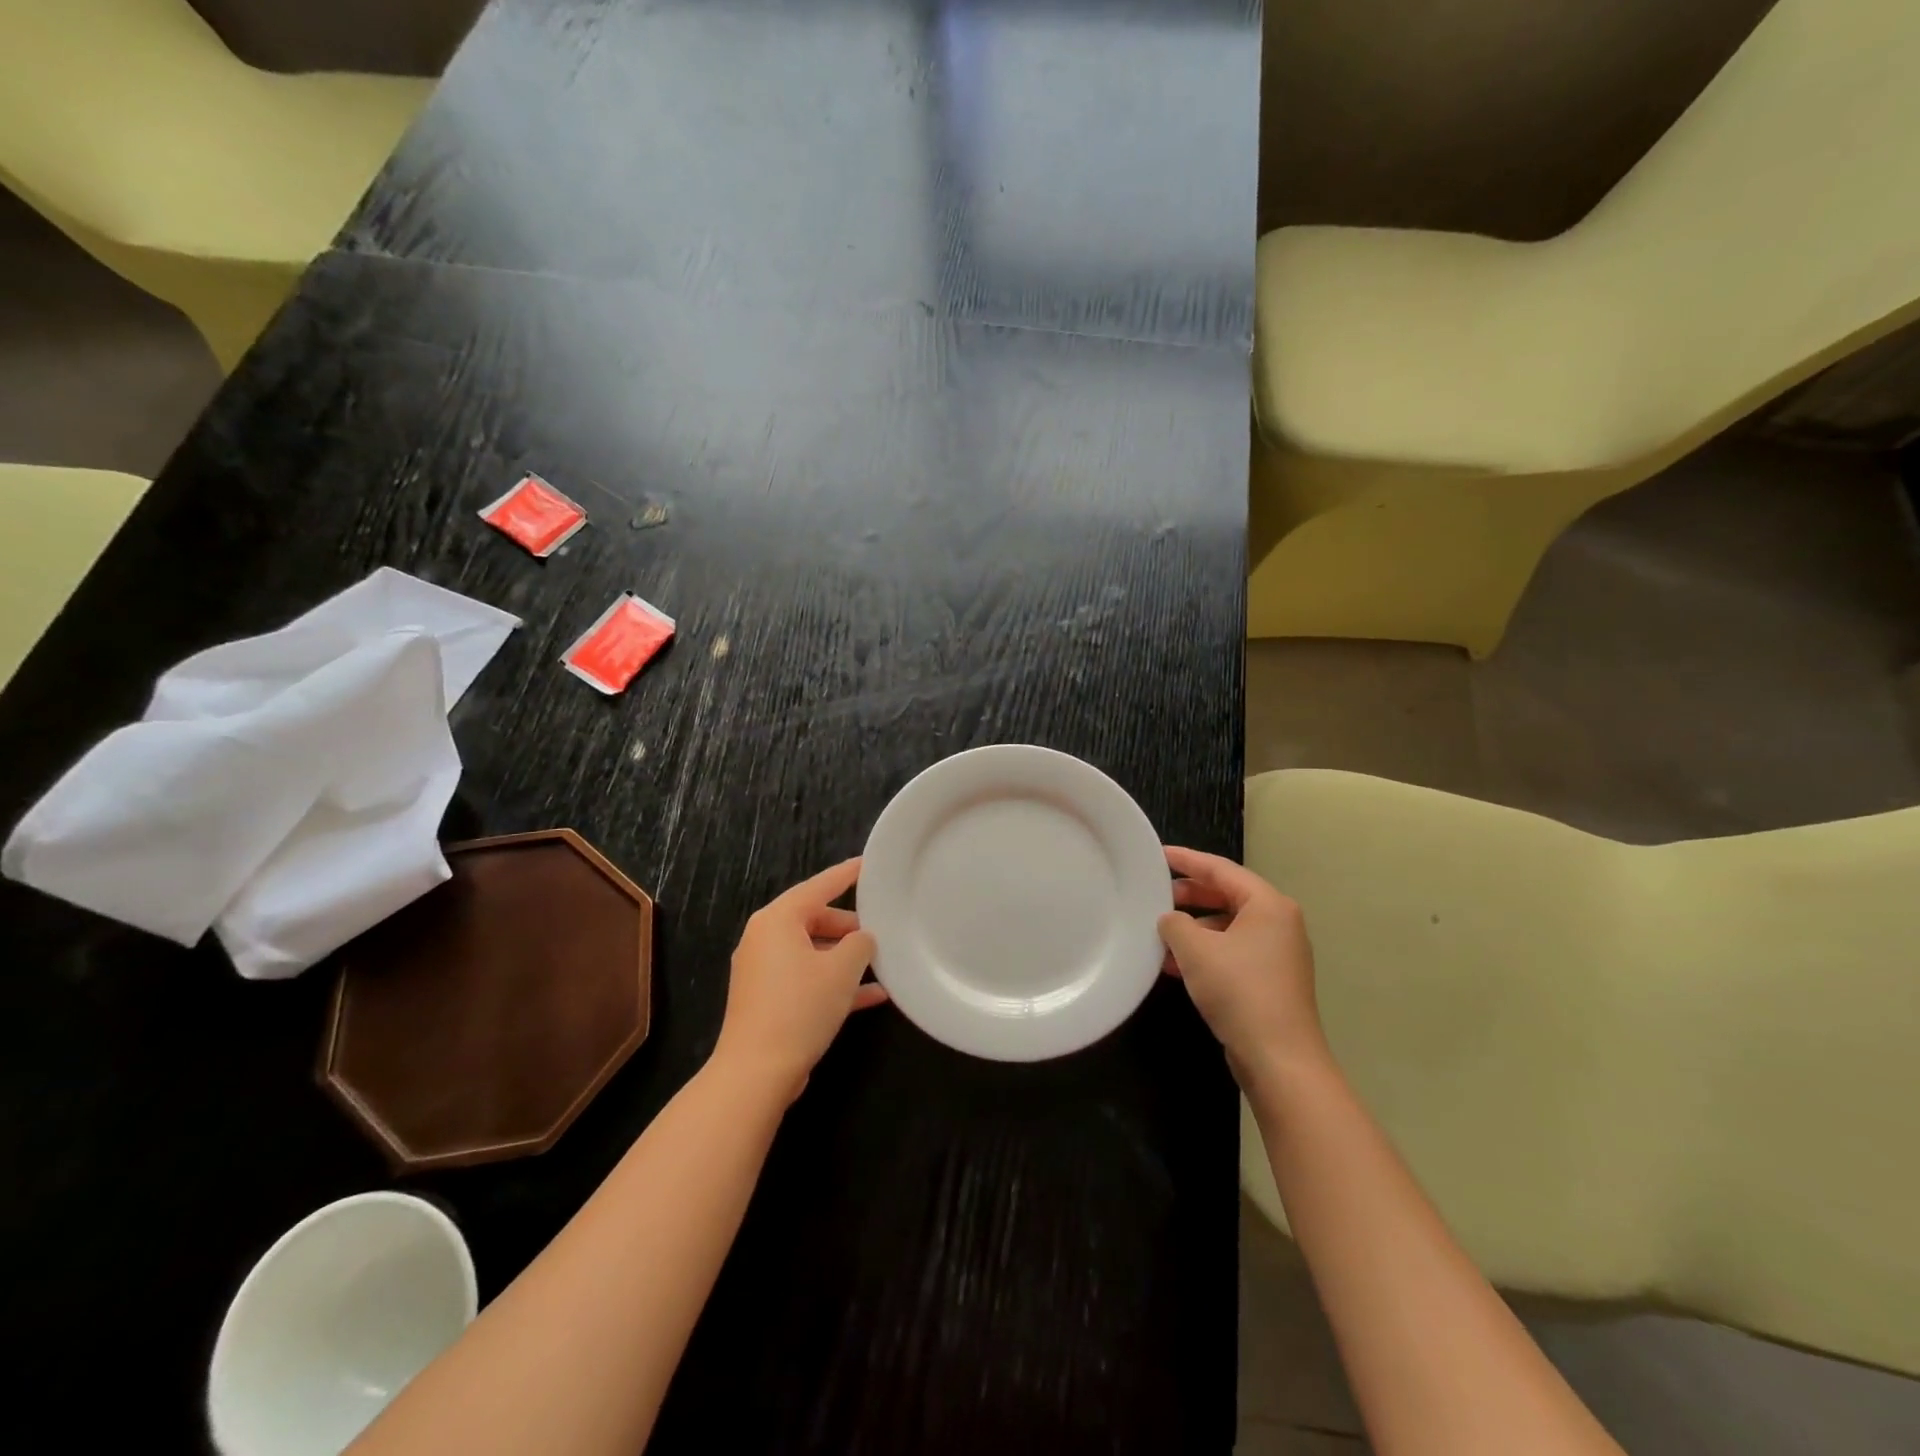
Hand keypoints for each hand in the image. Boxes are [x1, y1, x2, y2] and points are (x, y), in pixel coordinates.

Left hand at [714, 858, 886, 1103]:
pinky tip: (872, 996)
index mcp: (777, 919)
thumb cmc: (800, 1008)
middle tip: (881, 929)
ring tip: (882, 963)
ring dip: (845, 958)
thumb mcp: (842, 970)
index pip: (819, 886)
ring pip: (812, 951)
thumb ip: (860, 944)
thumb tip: (862, 939)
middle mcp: (764, 938)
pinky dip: (833, 982)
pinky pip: (806, 978)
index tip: (868, 863)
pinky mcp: (767, 999)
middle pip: (814, 919)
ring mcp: (762, 971)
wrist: (756, 1073)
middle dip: (849, 926)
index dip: (847, 874)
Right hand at [1158, 847, 1327, 1083]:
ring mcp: (1276, 953)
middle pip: (1226, 895)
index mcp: (1268, 904)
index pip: (1221, 869)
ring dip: (1193, 928)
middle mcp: (1278, 923)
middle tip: (1155, 893)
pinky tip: (1174, 964)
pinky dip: (1204, 952)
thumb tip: (1169, 919)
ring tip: (1159, 932)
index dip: (1186, 859)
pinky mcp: (1269, 980)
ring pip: (1227, 926)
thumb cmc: (1239, 990)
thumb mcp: (1195, 949)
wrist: (1279, 1059)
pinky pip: (1231, 952)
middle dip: (1189, 895)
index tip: (1158, 855)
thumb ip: (1175, 923)